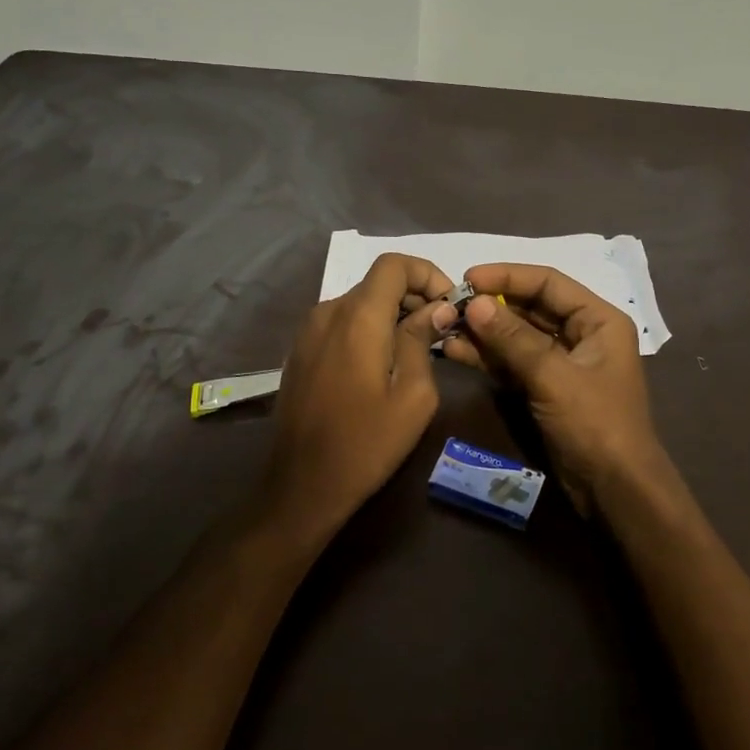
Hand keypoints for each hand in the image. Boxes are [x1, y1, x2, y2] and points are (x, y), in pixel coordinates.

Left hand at [260, 253, 456, 541]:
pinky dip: (368, 328)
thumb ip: (421, 341)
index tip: (448, 306)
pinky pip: (341, 323)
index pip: (394, 264)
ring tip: (417, 348)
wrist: (301, 486)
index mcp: (357, 317)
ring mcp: (308, 331)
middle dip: (414, 296)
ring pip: (359, 302)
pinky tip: (383, 363)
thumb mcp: (413, 396)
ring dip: (392, 313)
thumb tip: (434, 309)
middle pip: (377, 282)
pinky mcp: (300, 351)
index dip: (427, 273)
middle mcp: (328, 312)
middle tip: (441, 331)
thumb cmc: (366, 444)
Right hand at [440, 263, 674, 513]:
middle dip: (491, 305)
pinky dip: (487, 357)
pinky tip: (456, 351)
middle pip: (531, 307)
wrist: (615, 491)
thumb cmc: (595, 424)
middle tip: (450, 303)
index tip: (468, 278)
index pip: (548, 283)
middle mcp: (582, 334)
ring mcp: (562, 363)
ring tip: (445, 326)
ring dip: (484, 332)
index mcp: (598, 320)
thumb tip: (475, 303)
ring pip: (517, 336)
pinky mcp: (546, 389)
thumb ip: (513, 338)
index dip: (507, 276)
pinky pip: (513, 363)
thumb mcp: (553, 376)